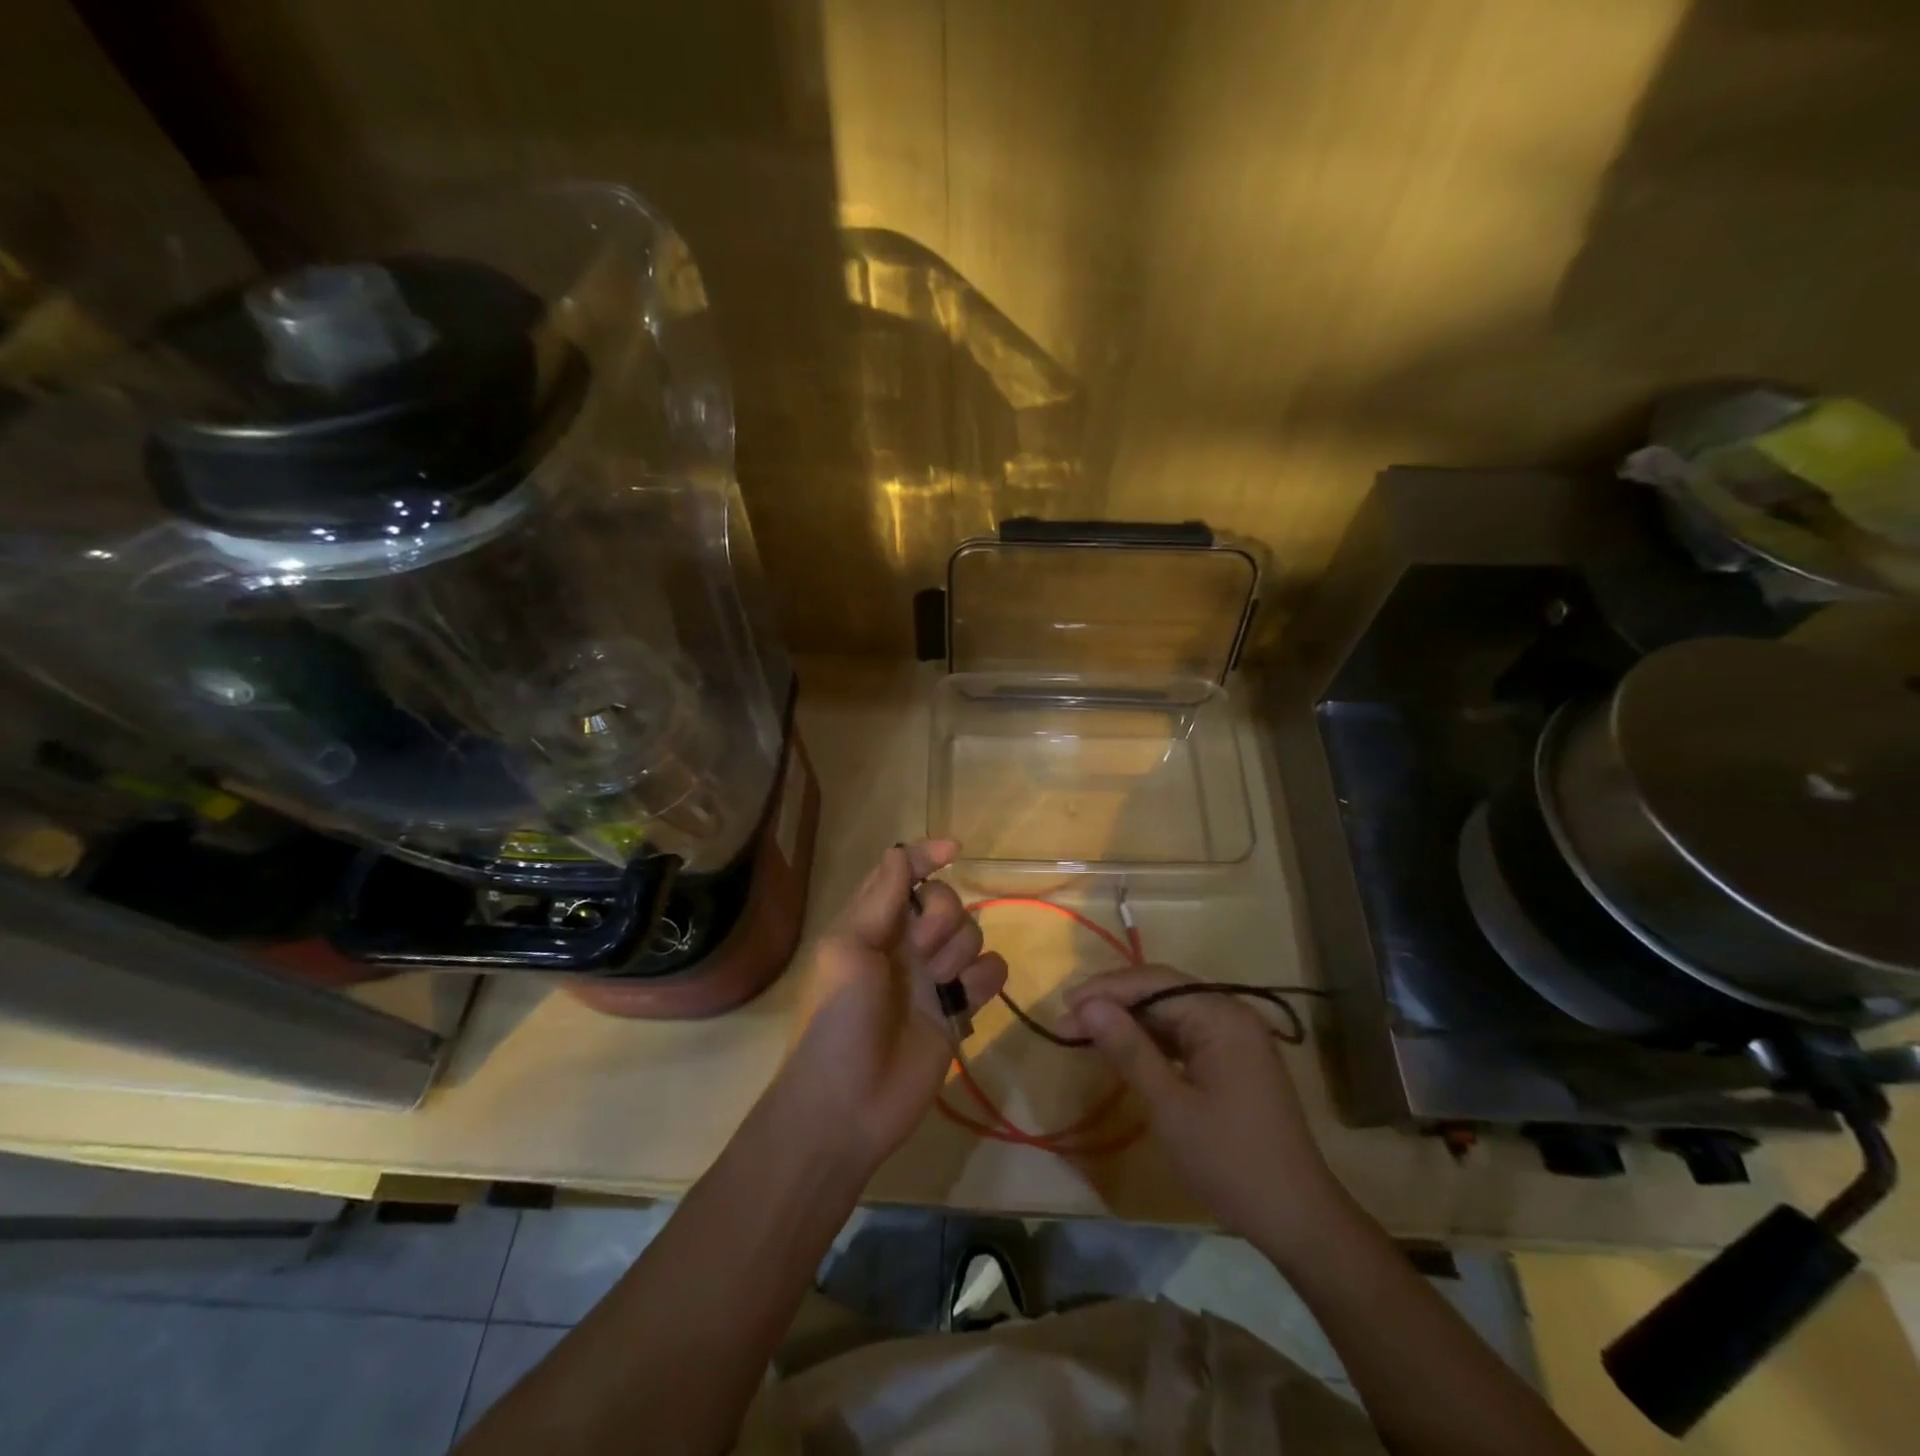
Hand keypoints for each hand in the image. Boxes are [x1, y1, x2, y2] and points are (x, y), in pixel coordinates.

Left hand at [776, 840, 1006, 1172]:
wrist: (848, 1104)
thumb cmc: (838, 1018)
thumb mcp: (848, 948)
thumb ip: (879, 898)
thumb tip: (899, 850)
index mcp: (873, 924)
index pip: (903, 874)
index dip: (926, 856)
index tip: (953, 851)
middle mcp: (906, 944)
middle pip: (947, 901)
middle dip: (943, 916)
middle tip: (921, 949)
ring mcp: (934, 978)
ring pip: (972, 934)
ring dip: (960, 951)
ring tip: (937, 985)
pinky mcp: (957, 1010)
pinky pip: (990, 973)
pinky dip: (984, 978)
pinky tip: (963, 999)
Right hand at [1064, 966, 1346, 1256]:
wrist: (1298, 1220)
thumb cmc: (1230, 1162)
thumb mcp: (1169, 1106)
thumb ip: (1128, 1049)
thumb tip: (1086, 1005)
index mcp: (1221, 1015)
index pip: (1153, 983)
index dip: (1104, 992)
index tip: (1062, 1010)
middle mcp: (1230, 1014)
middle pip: (1162, 991)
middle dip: (1114, 1002)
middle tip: (1067, 1020)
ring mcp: (1235, 1037)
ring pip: (1171, 1011)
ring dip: (1129, 1020)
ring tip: (1085, 1031)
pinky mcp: (1233, 1059)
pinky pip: (1184, 1034)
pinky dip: (1151, 1039)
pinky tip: (1123, 1049)